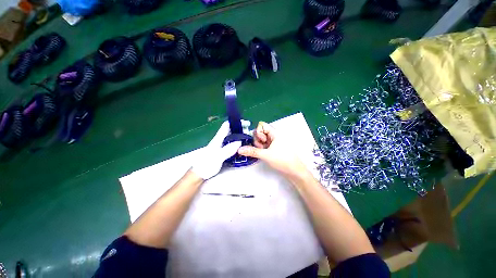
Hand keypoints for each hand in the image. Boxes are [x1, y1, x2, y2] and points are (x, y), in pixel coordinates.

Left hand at [191, 120, 249, 179]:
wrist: (199, 173)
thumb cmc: (206, 164)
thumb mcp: (217, 157)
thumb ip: (227, 150)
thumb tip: (239, 142)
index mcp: (218, 139)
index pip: (227, 125)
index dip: (236, 122)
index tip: (246, 124)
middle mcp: (220, 140)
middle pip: (231, 130)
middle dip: (241, 129)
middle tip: (250, 133)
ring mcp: (222, 146)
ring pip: (232, 137)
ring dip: (240, 136)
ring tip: (249, 139)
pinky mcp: (223, 151)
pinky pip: (232, 145)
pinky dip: (238, 144)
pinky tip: (243, 147)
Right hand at [238, 122, 307, 178]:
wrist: (294, 171)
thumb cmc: (282, 160)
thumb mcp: (266, 155)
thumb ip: (252, 151)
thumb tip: (239, 149)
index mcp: (275, 133)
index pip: (261, 125)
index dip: (258, 132)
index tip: (261, 141)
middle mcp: (274, 135)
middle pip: (260, 132)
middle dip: (258, 140)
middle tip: (262, 148)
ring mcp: (274, 142)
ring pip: (261, 139)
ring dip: (260, 145)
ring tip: (264, 152)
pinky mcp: (274, 147)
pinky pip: (264, 144)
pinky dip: (262, 148)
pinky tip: (264, 154)